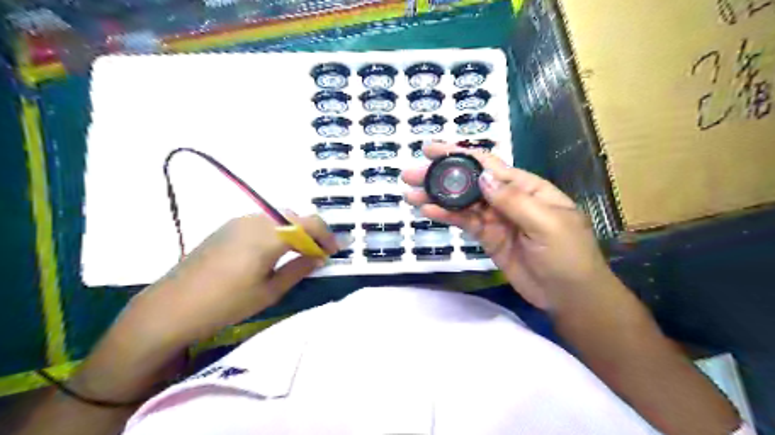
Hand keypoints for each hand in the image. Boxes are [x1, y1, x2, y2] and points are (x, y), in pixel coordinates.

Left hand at [71, 212, 336, 400]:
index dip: (327, 235)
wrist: (172, 307)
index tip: (334, 251)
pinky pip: (261, 222)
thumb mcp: (270, 291)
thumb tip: (320, 256)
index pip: (310, 223)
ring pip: (278, 217)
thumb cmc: (226, 303)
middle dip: (311, 233)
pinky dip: (276, 231)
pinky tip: (271, 251)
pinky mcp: (227, 227)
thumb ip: (299, 269)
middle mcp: (256, 220)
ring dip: (293, 231)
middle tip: (316, 254)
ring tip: (296, 254)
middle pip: (295, 217)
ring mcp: (239, 221)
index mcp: (269, 235)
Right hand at [403, 141, 614, 309]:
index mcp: (526, 187)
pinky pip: (464, 223)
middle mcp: (507, 198)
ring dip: (436, 196)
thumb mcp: (547, 224)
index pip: (488, 165)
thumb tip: (482, 176)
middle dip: (440, 175)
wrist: (569, 296)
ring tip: (410, 193)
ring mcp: (495, 219)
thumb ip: (514, 200)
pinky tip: (428, 211)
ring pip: (461, 202)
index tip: (431, 150)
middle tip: (410, 174)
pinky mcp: (487, 237)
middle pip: (468, 182)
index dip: (459, 154)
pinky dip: (446, 216)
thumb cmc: (568, 255)